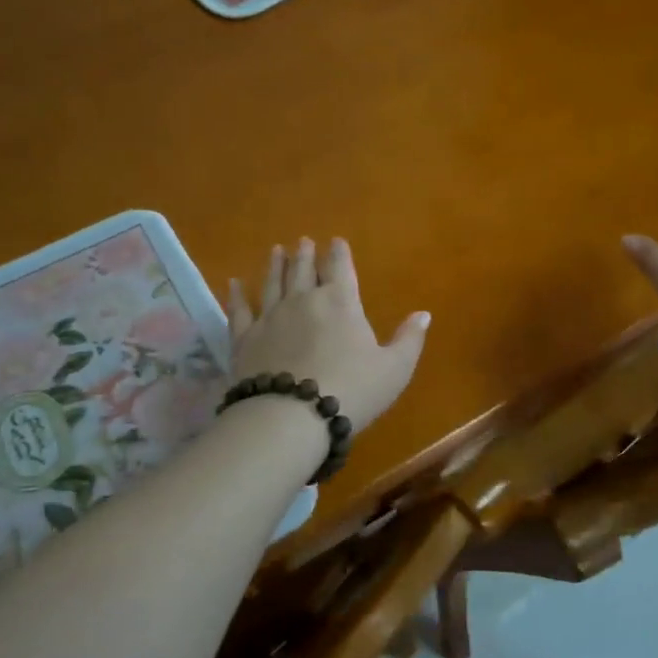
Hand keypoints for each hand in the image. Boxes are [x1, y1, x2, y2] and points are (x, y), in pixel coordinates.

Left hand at [227, 238, 429, 434]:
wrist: (291, 416)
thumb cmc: (352, 390)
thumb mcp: (395, 369)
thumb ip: (409, 339)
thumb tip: (424, 314)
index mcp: (341, 303)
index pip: (341, 268)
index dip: (339, 253)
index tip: (336, 240)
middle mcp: (303, 300)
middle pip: (304, 271)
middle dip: (306, 255)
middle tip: (303, 241)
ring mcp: (270, 317)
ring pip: (272, 283)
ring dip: (275, 266)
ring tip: (276, 251)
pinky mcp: (244, 338)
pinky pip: (240, 310)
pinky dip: (237, 295)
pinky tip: (234, 283)